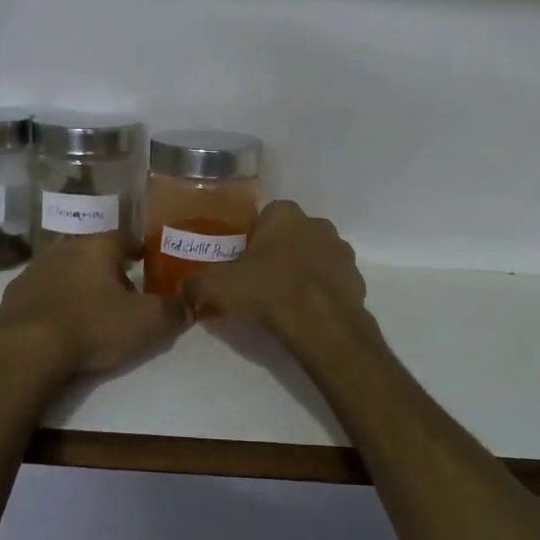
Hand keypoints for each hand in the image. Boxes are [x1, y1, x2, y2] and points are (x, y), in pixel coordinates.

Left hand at [0, 234, 186, 378]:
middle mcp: (65, 249)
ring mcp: (34, 271)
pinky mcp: (13, 297)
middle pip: (94, 253)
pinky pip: (42, 293)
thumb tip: (188, 304)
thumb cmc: (93, 327)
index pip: (125, 237)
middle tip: (123, 293)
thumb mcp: (148, 323)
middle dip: (109, 269)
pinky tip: (61, 325)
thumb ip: (173, 311)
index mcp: (98, 247)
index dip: (139, 250)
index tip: (147, 263)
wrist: (26, 351)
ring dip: (79, 285)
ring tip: (92, 310)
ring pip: (66, 271)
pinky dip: (55, 303)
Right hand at [180, 201, 370, 340]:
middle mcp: (317, 224)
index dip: (250, 240)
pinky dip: (319, 294)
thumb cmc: (267, 291)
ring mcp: (341, 252)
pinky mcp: (356, 280)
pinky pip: (331, 283)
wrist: (321, 324)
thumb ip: (195, 285)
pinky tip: (304, 314)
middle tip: (257, 283)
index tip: (239, 263)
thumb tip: (182, 291)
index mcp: (285, 214)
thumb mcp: (217, 286)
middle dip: (277, 254)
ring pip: (313, 258)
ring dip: (300, 272)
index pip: (264, 217)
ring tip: (282, 302)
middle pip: (290, 236)